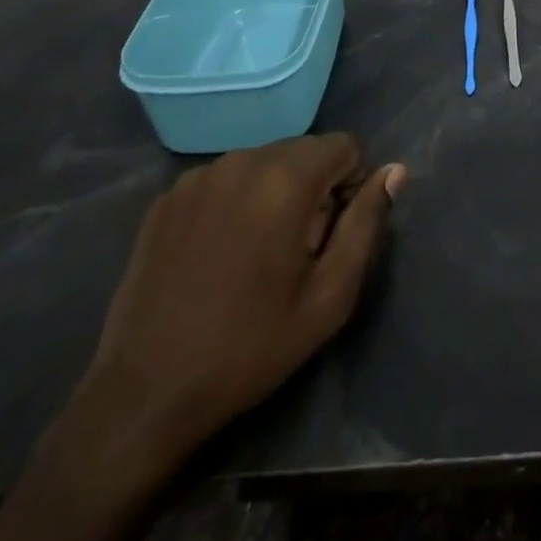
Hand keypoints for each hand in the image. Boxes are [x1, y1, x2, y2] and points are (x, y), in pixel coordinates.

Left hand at [0, 136, 406, 540]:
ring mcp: (198, 176)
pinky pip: (223, 180)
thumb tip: (395, 171)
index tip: (331, 234)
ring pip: (262, 163)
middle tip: (296, 250)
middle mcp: (242, 160)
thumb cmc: (251, 346)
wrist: (145, 395)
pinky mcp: (166, 198)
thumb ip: (367, 223)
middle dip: (312, 187)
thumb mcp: (330, 296)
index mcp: (285, 179)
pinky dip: (234, 202)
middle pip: (303, 151)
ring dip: (273, 192)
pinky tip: (218, 254)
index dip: (351, 184)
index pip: (344, 145)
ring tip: (255, 254)